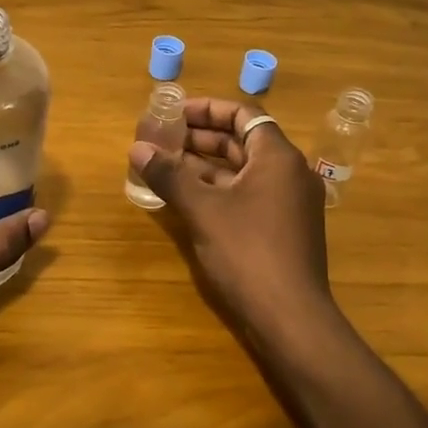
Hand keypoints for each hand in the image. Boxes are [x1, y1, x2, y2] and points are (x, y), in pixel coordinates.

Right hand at [128, 97, 333, 339]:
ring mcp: (290, 203)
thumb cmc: (248, 252)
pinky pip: (249, 195)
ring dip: (207, 166)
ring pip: (244, 171)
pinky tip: (188, 198)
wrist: (290, 318)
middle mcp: (290, 173)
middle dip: (202, 138)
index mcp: (278, 157)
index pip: (244, 114)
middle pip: (243, 141)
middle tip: (163, 138)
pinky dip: (220, 190)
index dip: (207, 110)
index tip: (175, 112)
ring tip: (167, 165)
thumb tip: (137, 148)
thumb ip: (170, 175)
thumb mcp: (203, 210)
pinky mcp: (284, 229)